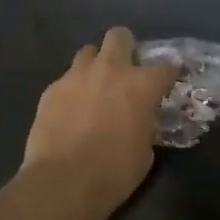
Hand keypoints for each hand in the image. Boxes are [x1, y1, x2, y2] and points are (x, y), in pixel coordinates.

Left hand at [19, 26, 179, 219]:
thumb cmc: (114, 173)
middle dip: (126, 48)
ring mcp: (76, 77)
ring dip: (96, 65)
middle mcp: (109, 71)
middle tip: (126, 72)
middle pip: (119, 36)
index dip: (169, 74)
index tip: (167, 83)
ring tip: (95, 88)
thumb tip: (140, 121)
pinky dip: (74, 90)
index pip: (165, 67)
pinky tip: (72, 111)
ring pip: (88, 52)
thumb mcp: (145, 152)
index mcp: (141, 86)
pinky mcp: (50, 90)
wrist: (63, 183)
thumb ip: (145, 126)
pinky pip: (66, 79)